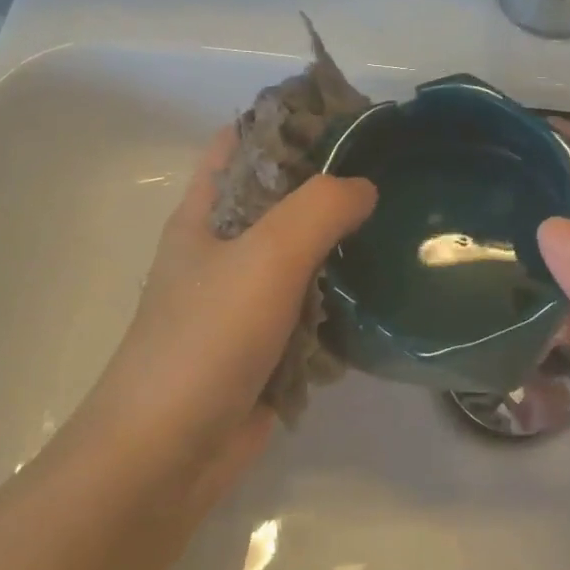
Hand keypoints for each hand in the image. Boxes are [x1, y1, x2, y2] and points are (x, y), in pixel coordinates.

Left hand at [61, 126, 376, 516]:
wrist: (167, 455)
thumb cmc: (205, 340)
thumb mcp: (265, 257)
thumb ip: (319, 209)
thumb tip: (363, 186)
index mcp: (206, 215)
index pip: (243, 143)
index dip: (289, 121)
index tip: (350, 115)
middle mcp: (224, 251)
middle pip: (281, 200)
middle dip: (330, 185)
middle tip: (394, 171)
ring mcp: (246, 303)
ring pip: (302, 258)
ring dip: (342, 246)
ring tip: (403, 226)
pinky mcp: (268, 348)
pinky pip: (313, 311)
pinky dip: (343, 302)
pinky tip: (385, 293)